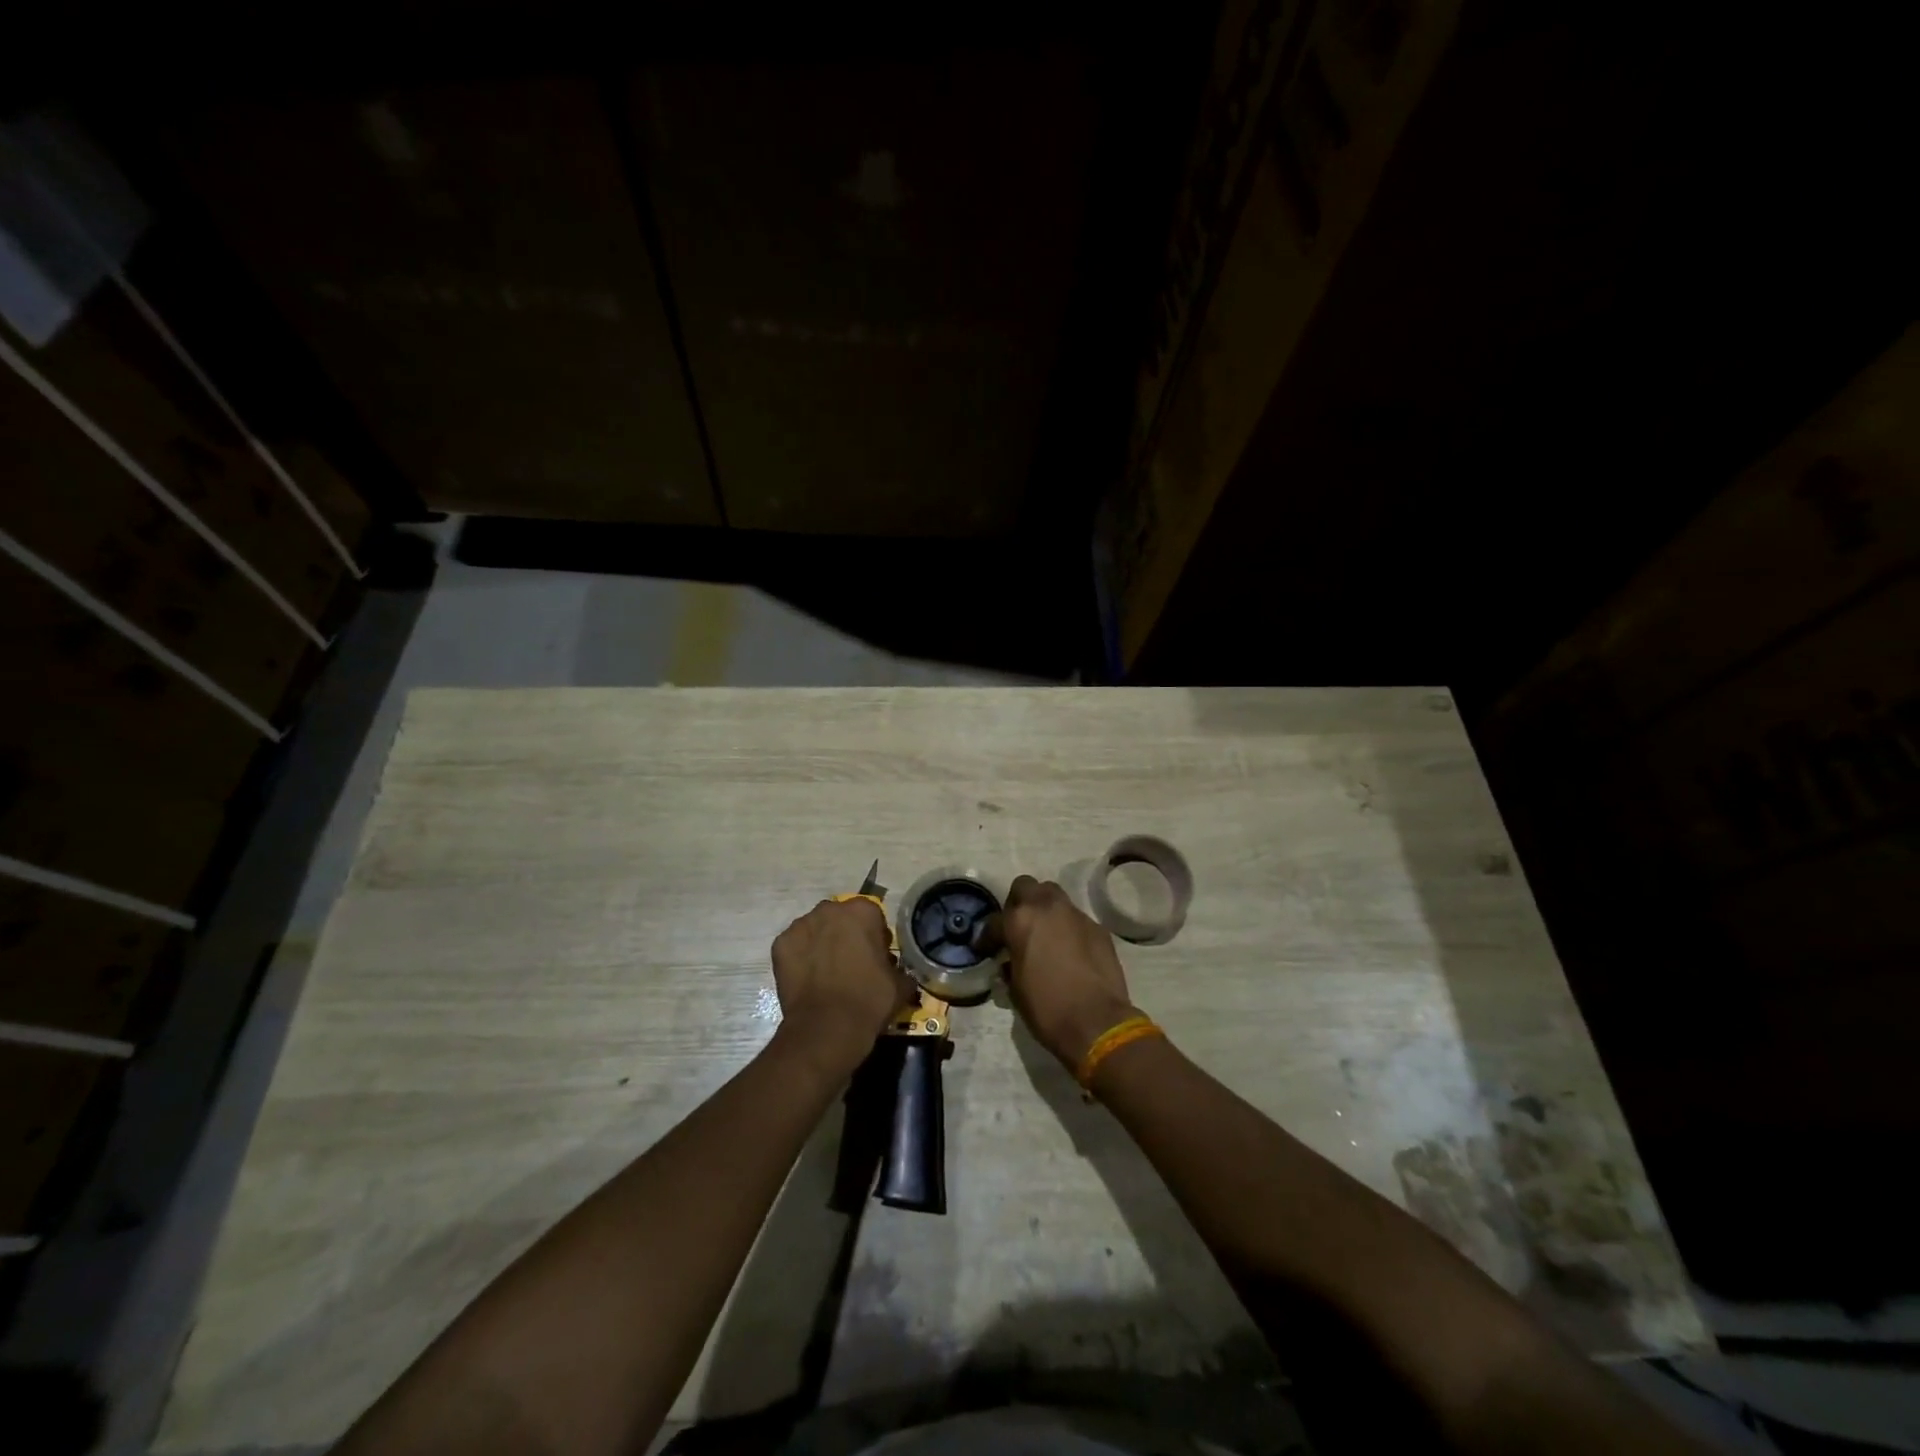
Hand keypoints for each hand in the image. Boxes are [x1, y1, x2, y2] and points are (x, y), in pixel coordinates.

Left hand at [771, 898, 913, 1068]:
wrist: (828, 1028)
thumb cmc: (869, 1000)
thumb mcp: (900, 984)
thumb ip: (899, 968)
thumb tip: (899, 972)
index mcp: (862, 911)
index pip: (872, 915)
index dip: (875, 937)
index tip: (876, 958)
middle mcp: (830, 909)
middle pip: (840, 918)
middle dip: (846, 934)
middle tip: (851, 964)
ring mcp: (801, 925)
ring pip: (815, 929)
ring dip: (822, 943)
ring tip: (826, 974)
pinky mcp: (780, 945)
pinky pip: (795, 946)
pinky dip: (800, 958)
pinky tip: (808, 980)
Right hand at [1002, 875, 1138, 1070]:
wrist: (1097, 1023)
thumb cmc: (1047, 1008)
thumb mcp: (1016, 990)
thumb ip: (1010, 967)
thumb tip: (1009, 964)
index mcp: (1020, 921)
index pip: (995, 920)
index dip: (987, 937)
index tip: (986, 949)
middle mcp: (1047, 908)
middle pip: (1027, 886)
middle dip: (1018, 903)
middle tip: (1017, 928)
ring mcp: (1076, 915)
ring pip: (1054, 897)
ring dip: (1045, 911)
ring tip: (1044, 935)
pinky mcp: (1098, 928)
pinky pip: (1076, 919)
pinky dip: (1068, 929)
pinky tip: (1069, 951)